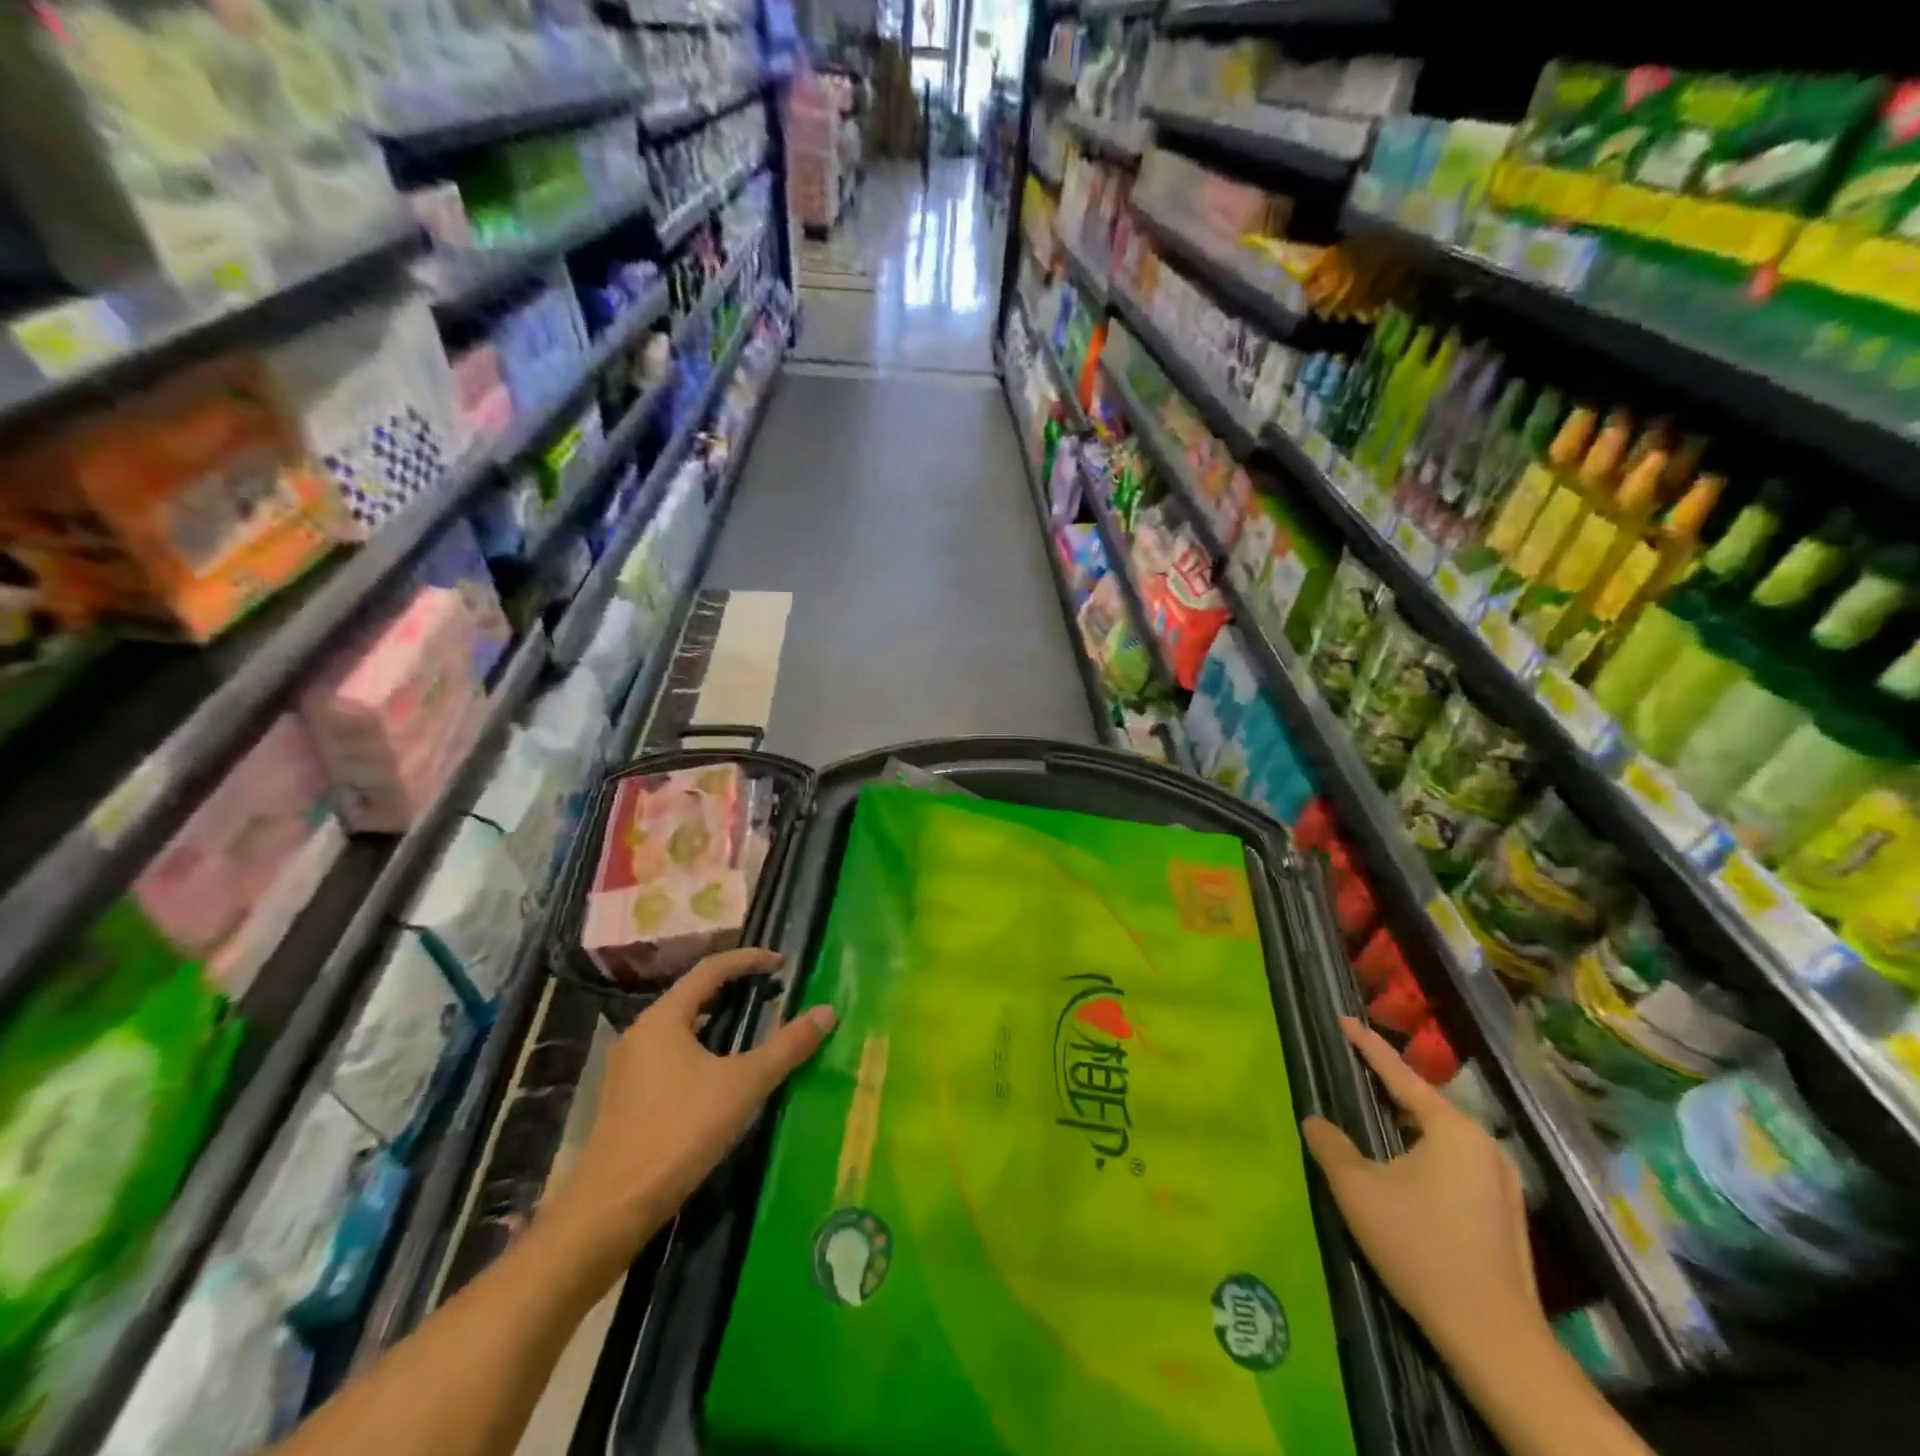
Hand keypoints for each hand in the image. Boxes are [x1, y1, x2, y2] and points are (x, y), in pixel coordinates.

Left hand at [541, 948, 836, 1276]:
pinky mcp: (627, 1094)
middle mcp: (642, 1031)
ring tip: (753, 1026)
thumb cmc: (679, 1133)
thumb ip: (786, 1047)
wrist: (611, 1208)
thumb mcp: (743, 1085)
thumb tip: (828, 1012)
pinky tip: (721, 1070)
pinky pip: (671, 1051)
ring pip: (682, 1025)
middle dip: (734, 987)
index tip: (782, 963)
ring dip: (717, 1017)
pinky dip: (702, 1045)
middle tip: (772, 991)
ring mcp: (630, 1065)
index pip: (711, 969)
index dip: (749, 960)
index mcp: (664, 1017)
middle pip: (693, 993)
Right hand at [1302, 1017, 1543, 1363]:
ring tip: (1374, 1115)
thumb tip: (1315, 1120)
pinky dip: (1425, 1153)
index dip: (1367, 1045)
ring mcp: (1502, 1182)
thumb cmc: (1420, 1247)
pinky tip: (1406, 1169)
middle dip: (1388, 1086)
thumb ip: (1331, 1145)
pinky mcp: (1506, 1214)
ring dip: (1407, 1124)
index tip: (1343, 1019)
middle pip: (1424, 1103)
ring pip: (1441, 1136)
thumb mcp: (1358, 1190)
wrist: (1494, 1338)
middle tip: (1354, 1069)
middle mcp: (1484, 1145)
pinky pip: (1455, 1163)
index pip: (1399, 1074)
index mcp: (1452, 1129)